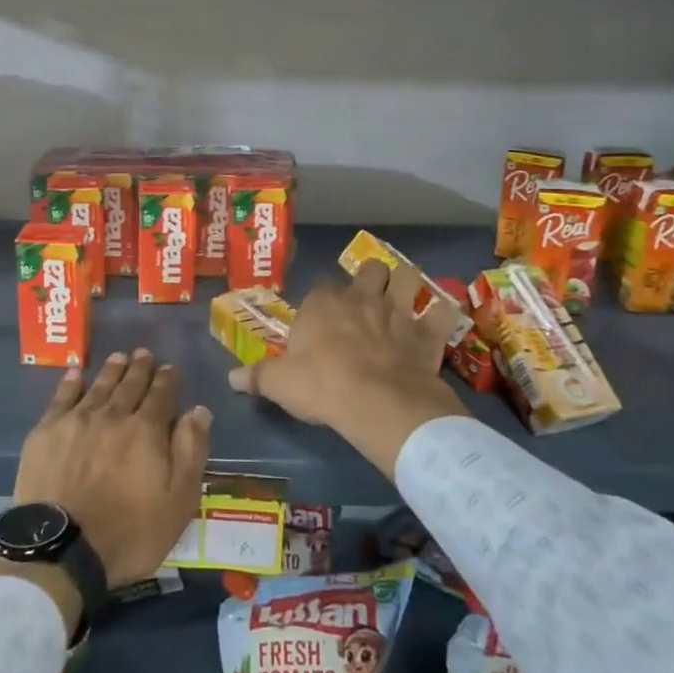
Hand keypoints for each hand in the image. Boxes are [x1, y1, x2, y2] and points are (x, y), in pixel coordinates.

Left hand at [11, 350, 212, 589]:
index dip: (167, 380)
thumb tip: (198, 411)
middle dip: (140, 368)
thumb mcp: (177, 502)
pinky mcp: (46, 432)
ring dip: (111, 370)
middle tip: (144, 353)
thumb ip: (190, 452)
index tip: (169, 368)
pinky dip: (70, 383)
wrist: (62, 549)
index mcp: (146, 431)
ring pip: (99, 386)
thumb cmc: (128, 533)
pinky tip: (75, 373)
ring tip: (119, 356)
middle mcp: (113, 415)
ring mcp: (77, 421)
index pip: (161, 396)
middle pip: (129, 385)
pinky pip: (62, 397)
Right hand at [230, 260, 468, 478]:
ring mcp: (397, 312)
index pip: (320, 287)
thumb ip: (256, 377)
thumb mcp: (279, 384)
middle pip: (369, 270)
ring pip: (407, 277)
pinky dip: (443, 314)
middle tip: (367, 297)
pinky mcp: (427, 333)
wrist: (377, 402)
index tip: (320, 316)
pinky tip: (440, 321)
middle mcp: (360, 298)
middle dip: (370, 278)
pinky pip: (443, 312)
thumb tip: (230, 378)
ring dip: (407, 284)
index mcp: (322, 305)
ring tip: (404, 297)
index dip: (322, 300)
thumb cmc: (322, 386)